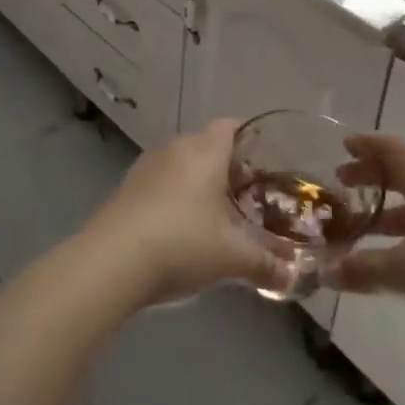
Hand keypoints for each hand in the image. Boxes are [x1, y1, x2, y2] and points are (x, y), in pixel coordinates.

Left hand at [79, 120, 289, 307]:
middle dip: (226, 168)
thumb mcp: (232, 257)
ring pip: (181, 164)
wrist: (112, 261)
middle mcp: (175, 148)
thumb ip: (265, 264)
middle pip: (207, 146)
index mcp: (205, 151)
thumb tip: (293, 278)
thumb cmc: (182, 243)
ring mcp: (146, 167)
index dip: (249, 141)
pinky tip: (179, 231)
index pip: (230, 126)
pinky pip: (160, 183)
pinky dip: (173, 197)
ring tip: (214, 217)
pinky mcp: (126, 188)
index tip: (264, 166)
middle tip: (246, 199)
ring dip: (197, 184)